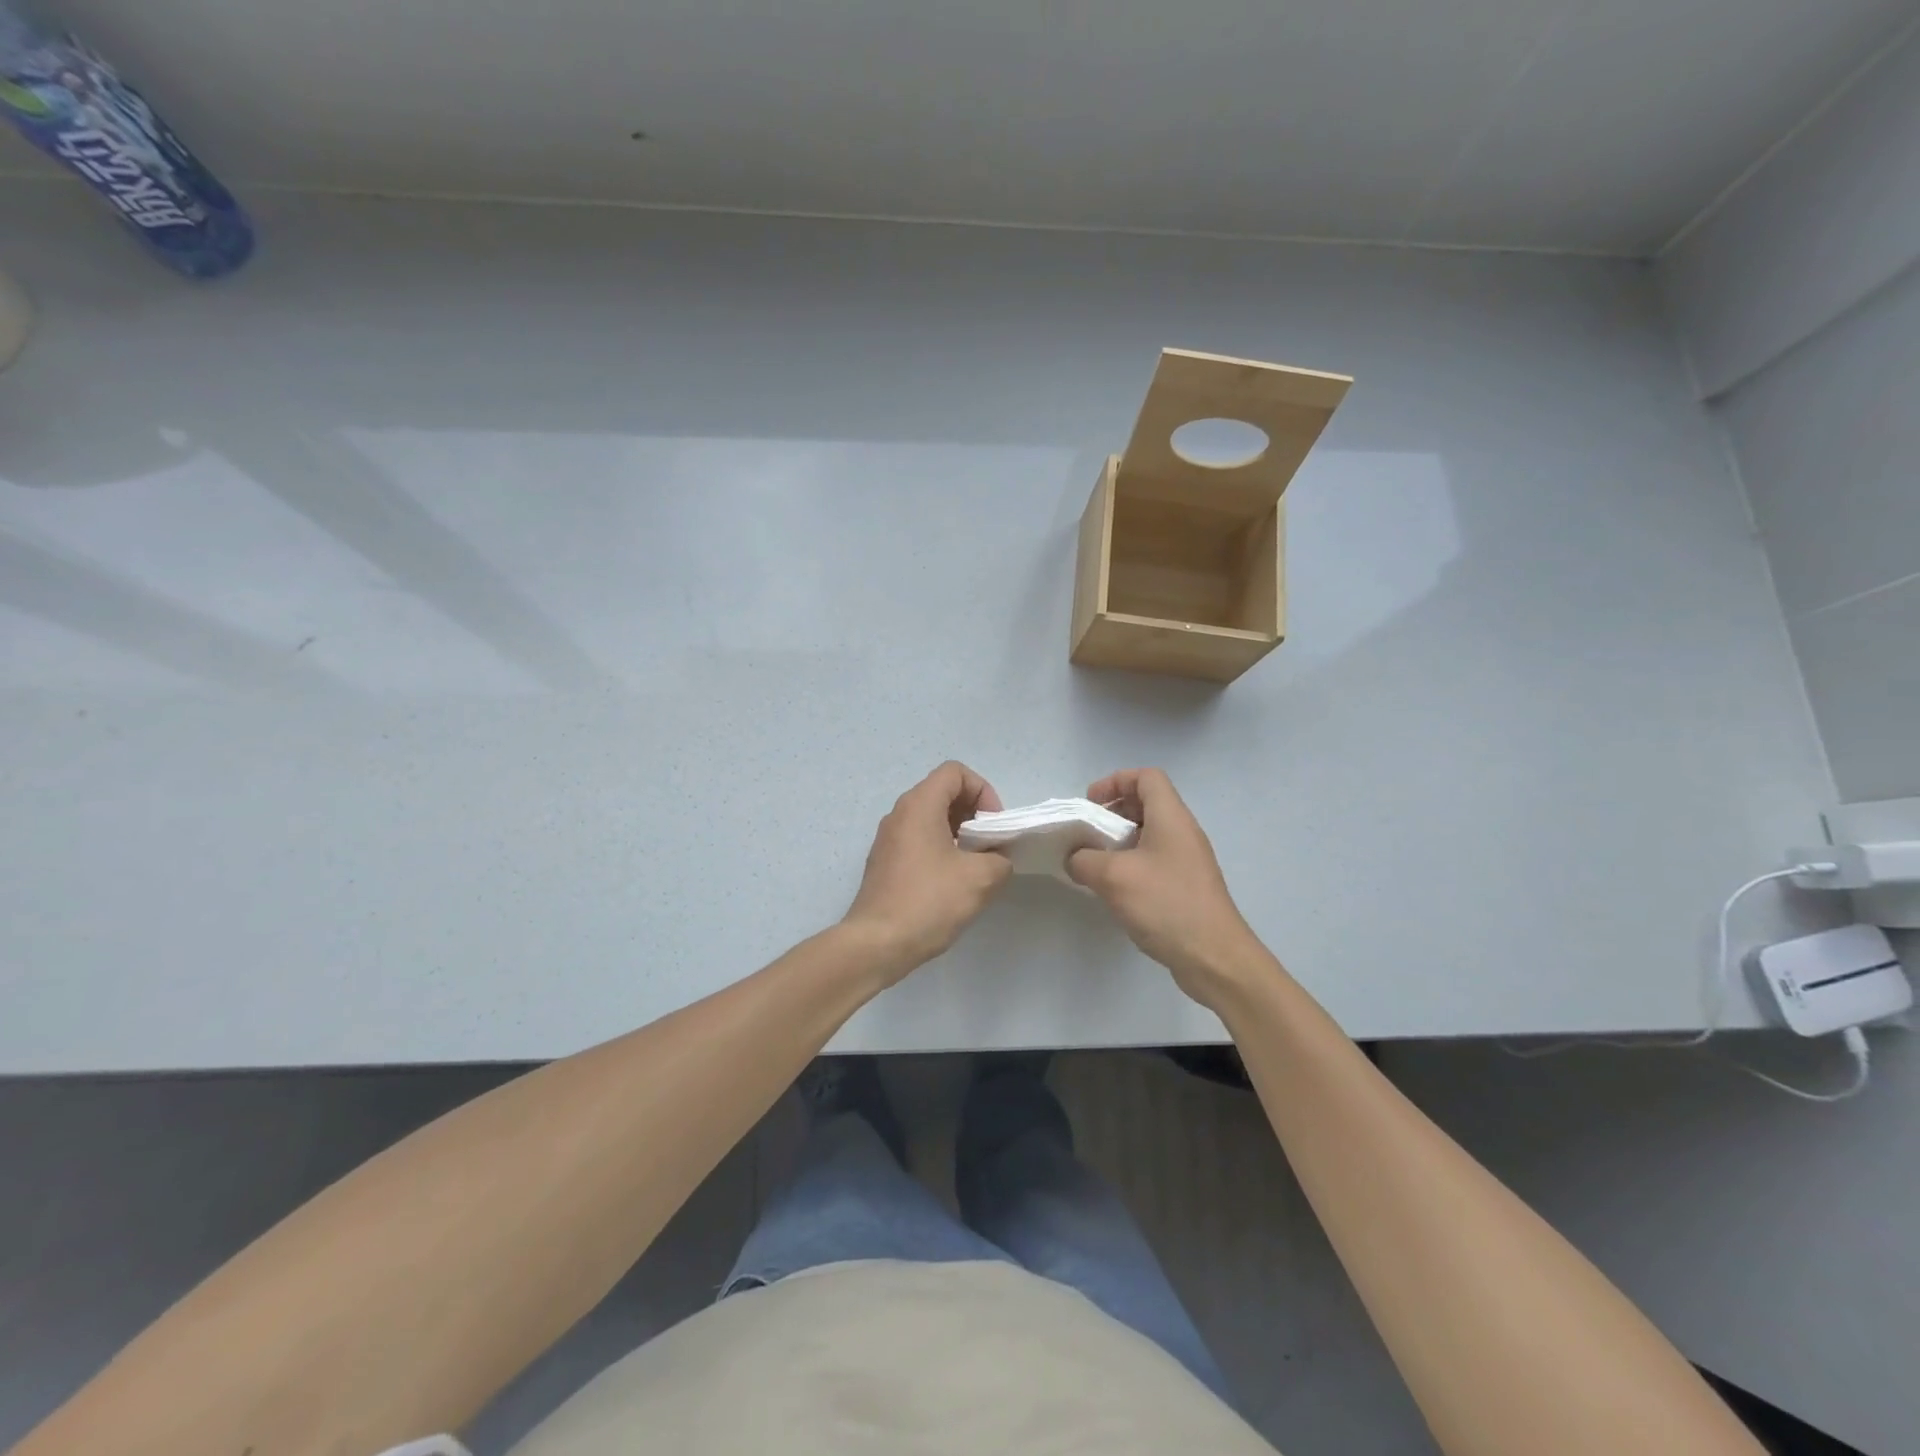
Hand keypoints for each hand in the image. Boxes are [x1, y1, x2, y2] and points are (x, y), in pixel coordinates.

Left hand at [843, 761, 1013, 982]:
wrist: (877, 943)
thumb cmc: (929, 902)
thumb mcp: (981, 879)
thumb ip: (1000, 859)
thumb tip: (996, 859)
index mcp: (919, 805)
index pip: (955, 772)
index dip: (982, 791)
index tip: (992, 826)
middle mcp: (899, 813)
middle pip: (942, 792)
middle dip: (973, 813)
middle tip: (989, 846)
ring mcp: (888, 839)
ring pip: (930, 818)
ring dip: (958, 833)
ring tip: (974, 866)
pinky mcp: (884, 862)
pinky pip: (918, 840)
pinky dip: (940, 849)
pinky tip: (951, 883)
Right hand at [1067, 768, 1266, 1005]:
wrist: (1214, 958)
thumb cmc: (1166, 904)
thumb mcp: (1113, 877)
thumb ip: (1084, 860)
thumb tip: (1075, 858)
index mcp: (1171, 818)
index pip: (1147, 777)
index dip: (1115, 782)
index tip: (1090, 805)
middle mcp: (1183, 833)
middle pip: (1147, 804)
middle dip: (1112, 812)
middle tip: (1087, 834)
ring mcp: (1187, 861)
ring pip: (1149, 835)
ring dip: (1119, 842)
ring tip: (1095, 863)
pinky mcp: (1186, 886)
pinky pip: (1154, 861)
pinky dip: (1131, 864)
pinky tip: (1114, 890)